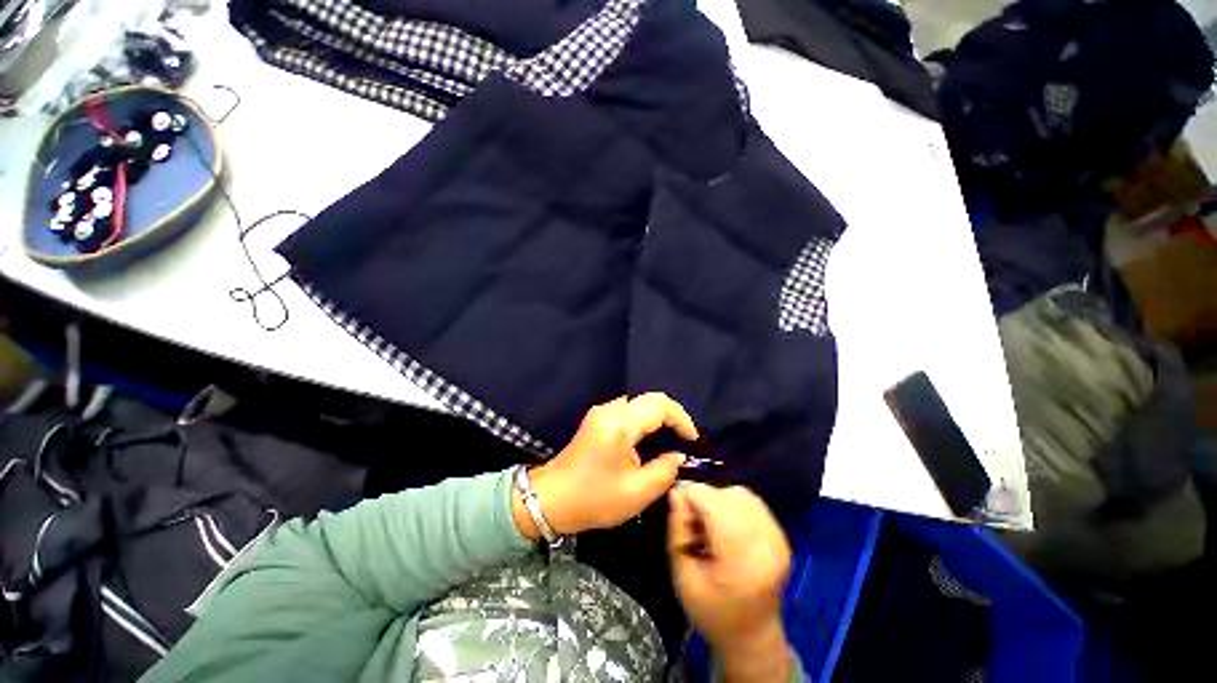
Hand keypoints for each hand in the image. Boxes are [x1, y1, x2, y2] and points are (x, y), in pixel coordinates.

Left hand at [515, 393, 698, 537]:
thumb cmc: (594, 498)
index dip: (681, 419)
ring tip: (670, 440)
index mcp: (620, 424)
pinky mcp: (597, 419)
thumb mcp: (637, 492)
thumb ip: (664, 470)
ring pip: (639, 403)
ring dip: (657, 417)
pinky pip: (628, 411)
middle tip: (683, 439)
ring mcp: (601, 412)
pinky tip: (649, 440)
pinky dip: (644, 420)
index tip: (692, 440)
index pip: (659, 405)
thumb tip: (678, 455)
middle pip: (649, 399)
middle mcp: (610, 410)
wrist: (550, 499)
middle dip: (671, 416)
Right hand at [668, 483, 793, 681]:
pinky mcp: (781, 534)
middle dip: (704, 498)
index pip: (714, 504)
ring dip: (719, 499)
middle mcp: (767, 543)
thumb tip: (676, 492)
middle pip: (728, 495)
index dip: (691, 496)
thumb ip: (677, 531)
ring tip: (708, 522)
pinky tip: (724, 523)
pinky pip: (752, 501)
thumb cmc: (711, 611)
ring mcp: (779, 538)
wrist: (752, 636)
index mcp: (742, 560)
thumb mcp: (682, 576)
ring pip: (741, 494)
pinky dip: (732, 503)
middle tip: (691, 519)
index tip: (677, 507)